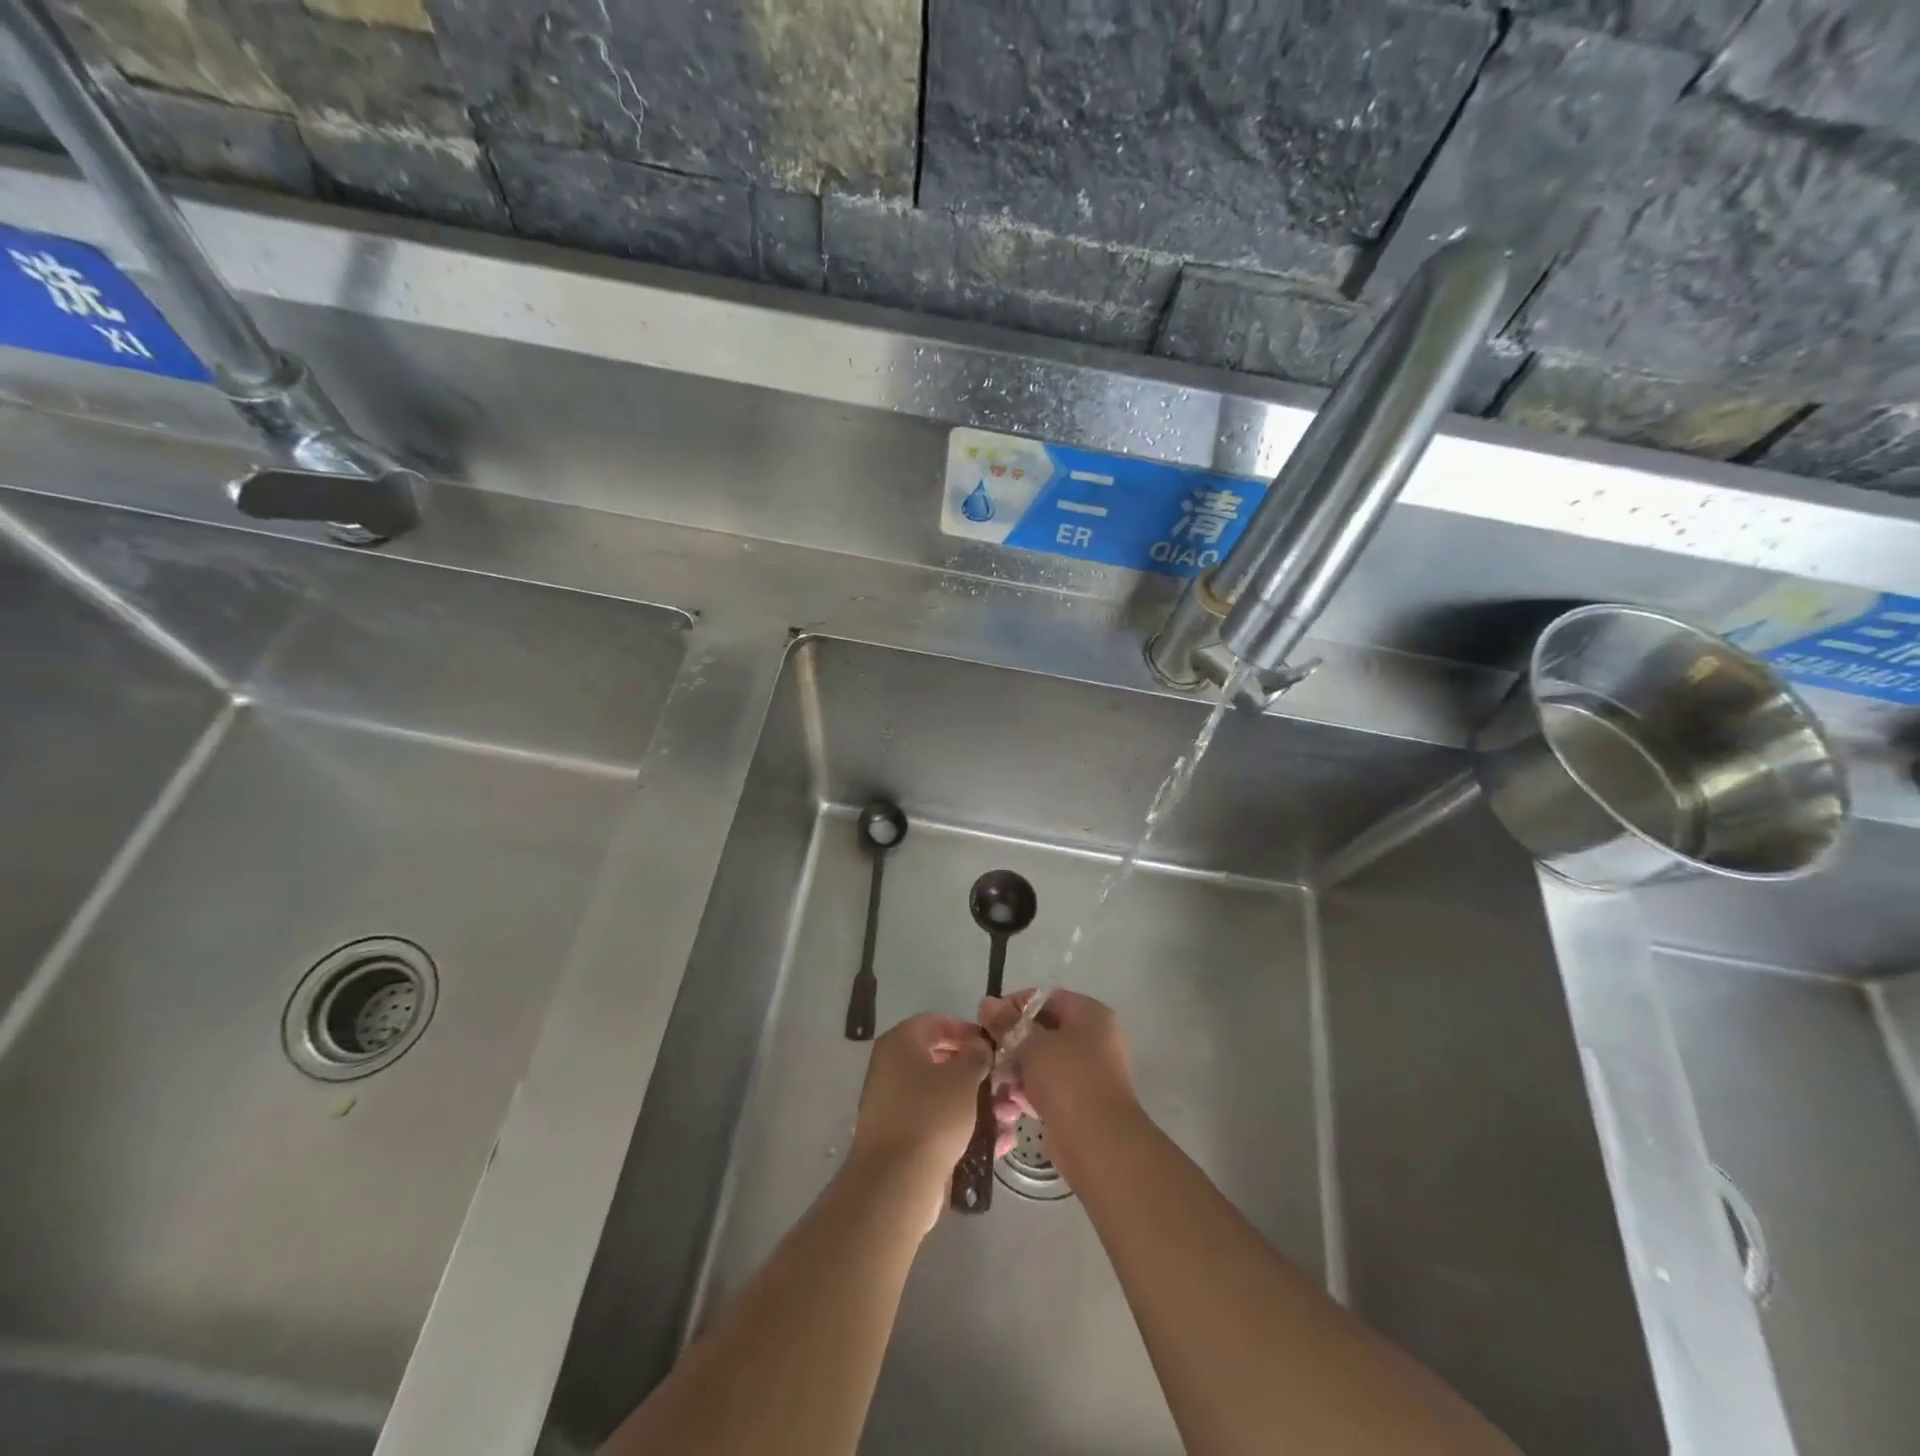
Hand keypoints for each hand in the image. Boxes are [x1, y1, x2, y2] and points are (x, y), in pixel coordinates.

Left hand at [846, 1013, 1018, 1230]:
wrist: (896, 1184)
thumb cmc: (931, 1116)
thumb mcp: (963, 1078)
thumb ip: (975, 1055)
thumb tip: (978, 1046)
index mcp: (900, 1045)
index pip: (935, 1023)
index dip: (965, 1029)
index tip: (992, 1043)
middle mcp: (892, 1071)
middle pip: (941, 1061)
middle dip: (977, 1071)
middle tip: (1004, 1079)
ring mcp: (896, 1107)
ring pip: (944, 1096)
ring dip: (978, 1103)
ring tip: (1010, 1114)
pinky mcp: (904, 1140)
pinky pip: (940, 1124)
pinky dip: (967, 1128)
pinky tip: (1000, 1140)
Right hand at [980, 988, 1135, 1129]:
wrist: (1099, 1145)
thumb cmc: (1068, 1081)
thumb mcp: (1032, 1044)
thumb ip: (1007, 1023)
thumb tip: (986, 1002)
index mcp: (1090, 1015)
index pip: (1046, 998)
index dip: (1015, 1005)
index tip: (988, 1020)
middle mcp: (1093, 1039)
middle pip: (1043, 1030)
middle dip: (1012, 1041)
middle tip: (987, 1052)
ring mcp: (1087, 1072)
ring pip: (1042, 1061)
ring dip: (1016, 1069)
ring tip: (994, 1080)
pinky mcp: (1078, 1102)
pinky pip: (1047, 1087)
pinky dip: (1027, 1092)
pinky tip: (1007, 1102)